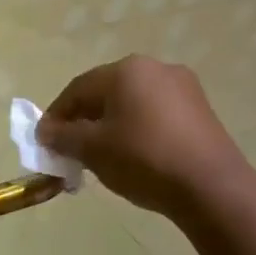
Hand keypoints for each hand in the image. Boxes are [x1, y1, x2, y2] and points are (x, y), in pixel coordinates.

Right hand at [38, 56, 252, 216]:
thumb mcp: (92, 149)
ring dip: (109, 125)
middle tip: (70, 149)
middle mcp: (154, 68)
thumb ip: (62, 136)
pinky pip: (155, 113)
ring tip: (100, 155)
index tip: (44, 141)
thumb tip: (45, 131)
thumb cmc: (143, 159)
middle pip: (105, 92)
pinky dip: (136, 129)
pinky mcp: (200, 109)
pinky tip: (132, 155)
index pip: (77, 89)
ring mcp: (182, 87)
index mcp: (126, 70)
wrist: (211, 187)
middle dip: (83, 120)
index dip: (56, 115)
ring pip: (131, 103)